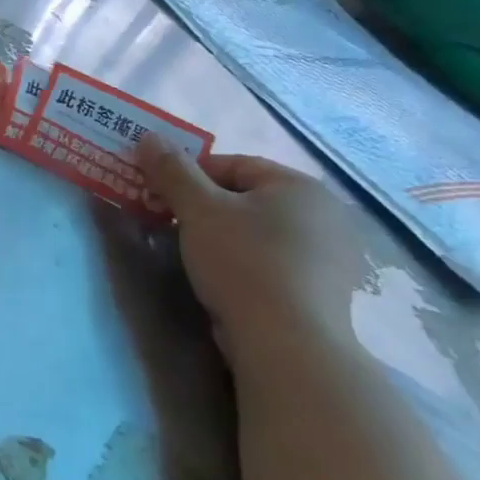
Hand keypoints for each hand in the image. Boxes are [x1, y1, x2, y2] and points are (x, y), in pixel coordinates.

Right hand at [135, 137, 370, 372]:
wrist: (287, 343)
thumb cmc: (242, 262)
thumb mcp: (198, 209)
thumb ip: (171, 170)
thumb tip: (147, 137)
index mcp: (299, 185)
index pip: (232, 164)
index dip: (188, 175)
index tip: (160, 197)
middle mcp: (325, 213)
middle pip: (246, 197)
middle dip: (205, 207)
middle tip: (171, 226)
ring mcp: (331, 254)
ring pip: (260, 230)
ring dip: (224, 235)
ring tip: (195, 257)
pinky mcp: (326, 290)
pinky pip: (276, 260)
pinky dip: (248, 262)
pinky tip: (228, 281)